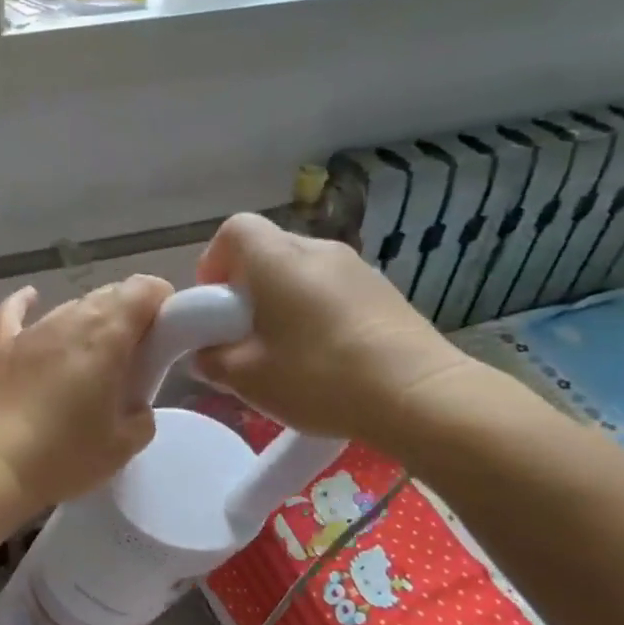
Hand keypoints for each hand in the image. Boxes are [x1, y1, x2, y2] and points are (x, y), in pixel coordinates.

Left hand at [0, 276, 173, 510]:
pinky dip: (27, 304)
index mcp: (107, 336)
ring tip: (94, 352)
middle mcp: (70, 320)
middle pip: (108, 295)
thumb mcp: (122, 446)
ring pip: (70, 306)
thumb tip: (135, 407)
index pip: (143, 290)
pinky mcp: (0, 346)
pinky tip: (32, 298)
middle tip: (135, 352)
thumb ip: (141, 417)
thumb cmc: (64, 455)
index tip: (167, 328)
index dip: (161, 300)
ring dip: (89, 320)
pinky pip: (14, 312)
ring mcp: (31, 331)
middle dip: (129, 313)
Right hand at [193, 213, 480, 457]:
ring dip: (283, 301)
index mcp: (277, 261)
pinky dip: (316, 311)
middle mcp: (317, 250)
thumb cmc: (318, 377)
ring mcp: (357, 268)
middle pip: (268, 251)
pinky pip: (333, 289)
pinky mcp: (384, 292)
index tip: (214, 306)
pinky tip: (323, 356)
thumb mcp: (248, 378)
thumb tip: (205, 355)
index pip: (234, 230)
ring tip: (284, 351)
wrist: (417, 394)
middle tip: (244, 335)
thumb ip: (214, 360)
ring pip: (302, 272)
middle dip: (247, 288)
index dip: (214, 262)